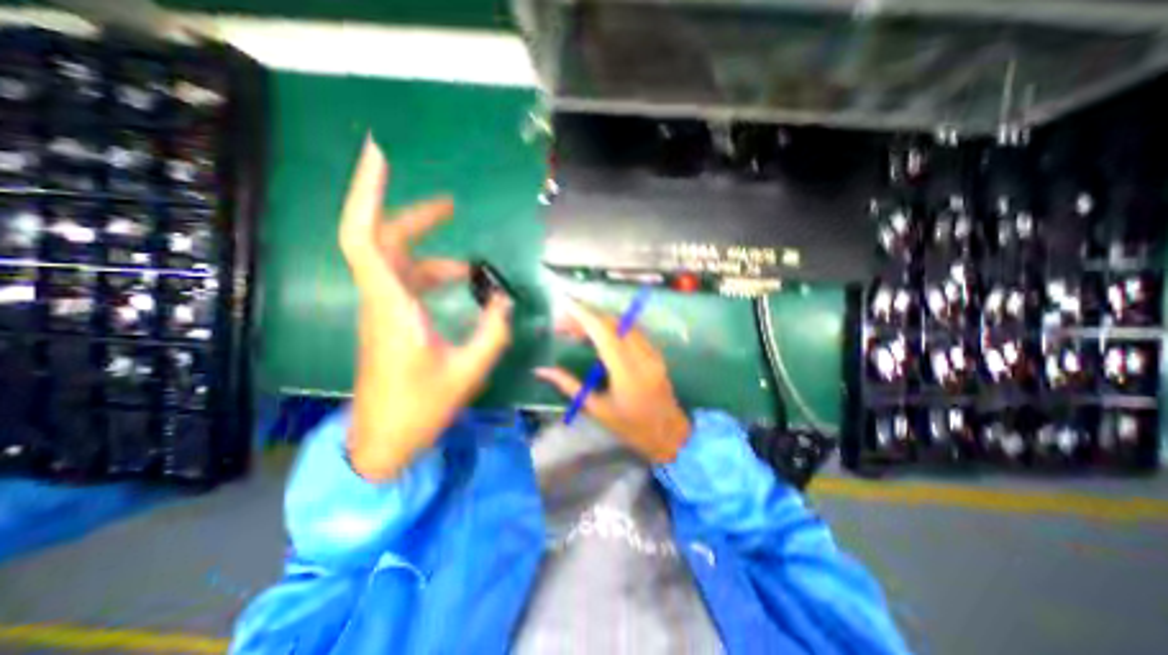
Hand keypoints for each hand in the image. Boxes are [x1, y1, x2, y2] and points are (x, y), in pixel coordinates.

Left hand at [343, 136, 515, 480]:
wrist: (384, 441)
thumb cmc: (421, 409)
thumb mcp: (467, 371)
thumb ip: (491, 332)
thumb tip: (504, 301)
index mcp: (393, 309)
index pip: (365, 239)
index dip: (367, 194)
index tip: (379, 155)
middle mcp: (381, 301)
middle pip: (384, 242)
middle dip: (416, 217)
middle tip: (451, 206)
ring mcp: (384, 311)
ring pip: (398, 263)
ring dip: (432, 252)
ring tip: (472, 264)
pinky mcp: (390, 322)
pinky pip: (407, 283)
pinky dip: (434, 275)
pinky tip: (460, 284)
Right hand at [533, 299, 686, 461]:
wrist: (668, 433)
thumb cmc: (630, 427)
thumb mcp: (596, 409)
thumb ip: (569, 385)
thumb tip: (542, 370)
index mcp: (625, 371)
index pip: (603, 332)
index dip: (583, 314)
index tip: (565, 303)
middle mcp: (641, 355)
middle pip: (612, 323)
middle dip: (586, 317)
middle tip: (563, 324)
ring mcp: (651, 352)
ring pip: (623, 324)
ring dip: (599, 321)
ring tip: (576, 330)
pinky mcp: (655, 352)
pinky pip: (632, 331)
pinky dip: (612, 328)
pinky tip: (598, 336)